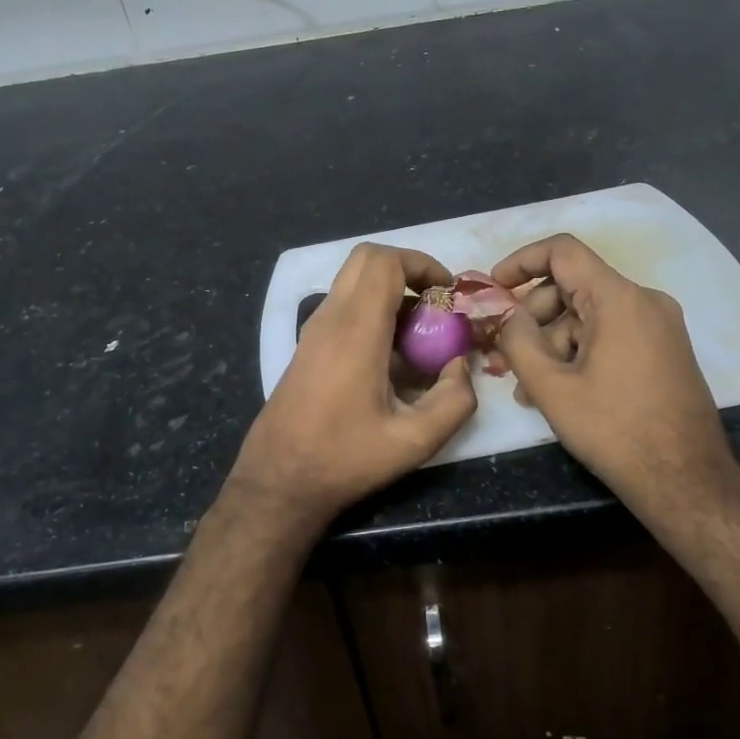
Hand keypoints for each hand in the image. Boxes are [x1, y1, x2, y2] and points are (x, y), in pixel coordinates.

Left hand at [227, 243, 477, 534]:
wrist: (279, 479)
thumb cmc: (344, 459)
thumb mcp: (414, 441)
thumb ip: (454, 401)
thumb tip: (461, 365)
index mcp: (355, 330)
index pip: (384, 262)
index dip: (422, 263)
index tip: (447, 292)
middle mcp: (330, 318)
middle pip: (366, 259)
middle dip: (407, 269)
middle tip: (435, 303)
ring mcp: (313, 330)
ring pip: (353, 281)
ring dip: (390, 292)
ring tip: (420, 334)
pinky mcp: (308, 345)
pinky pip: (344, 306)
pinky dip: (372, 310)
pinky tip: (393, 357)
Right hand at [492, 234, 739, 510]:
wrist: (686, 482)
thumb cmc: (615, 430)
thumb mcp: (552, 387)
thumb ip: (518, 341)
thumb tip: (510, 318)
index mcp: (620, 299)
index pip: (563, 252)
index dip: (521, 261)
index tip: (494, 287)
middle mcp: (645, 301)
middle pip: (573, 286)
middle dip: (532, 316)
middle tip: (503, 352)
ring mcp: (659, 327)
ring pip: (589, 315)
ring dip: (551, 343)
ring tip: (524, 386)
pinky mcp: (663, 351)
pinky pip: (609, 335)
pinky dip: (578, 352)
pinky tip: (556, 390)